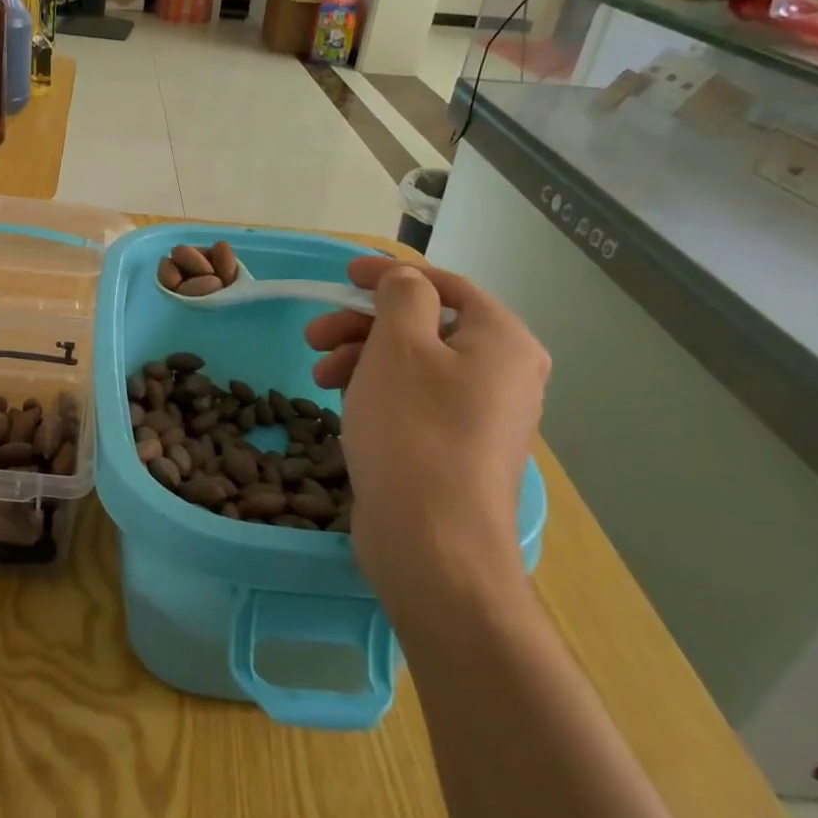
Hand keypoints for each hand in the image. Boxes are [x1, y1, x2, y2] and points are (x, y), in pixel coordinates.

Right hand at [305, 256, 548, 615]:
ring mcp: (481, 416)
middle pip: (425, 326)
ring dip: (361, 358)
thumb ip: (402, 296)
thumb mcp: (399, 344)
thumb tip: (407, 281)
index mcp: (503, 340)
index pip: (446, 285)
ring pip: (414, 364)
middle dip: (363, 325)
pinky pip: (414, 400)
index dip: (391, 274)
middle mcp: (503, 374)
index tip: (343, 276)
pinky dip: (377, 391)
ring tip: (319, 376)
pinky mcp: (456, 449)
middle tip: (314, 336)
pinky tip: (344, 404)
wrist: (433, 543)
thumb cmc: (414, 429)